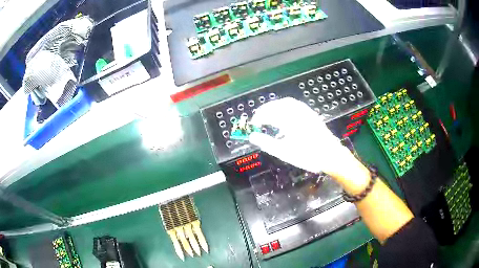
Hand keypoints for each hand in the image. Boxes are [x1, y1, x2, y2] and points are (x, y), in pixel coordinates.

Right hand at [249, 97, 355, 176]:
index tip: (253, 125)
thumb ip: (266, 143)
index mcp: (289, 120)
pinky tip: (284, 113)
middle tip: (258, 119)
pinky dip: (285, 106)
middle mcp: (296, 112)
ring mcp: (305, 111)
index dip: (258, 118)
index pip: (268, 114)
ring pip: (286, 102)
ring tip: (268, 114)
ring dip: (275, 106)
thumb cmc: (307, 155)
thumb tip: (252, 136)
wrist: (330, 155)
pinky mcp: (310, 113)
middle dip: (265, 110)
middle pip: (276, 105)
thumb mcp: (284, 152)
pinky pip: (295, 104)